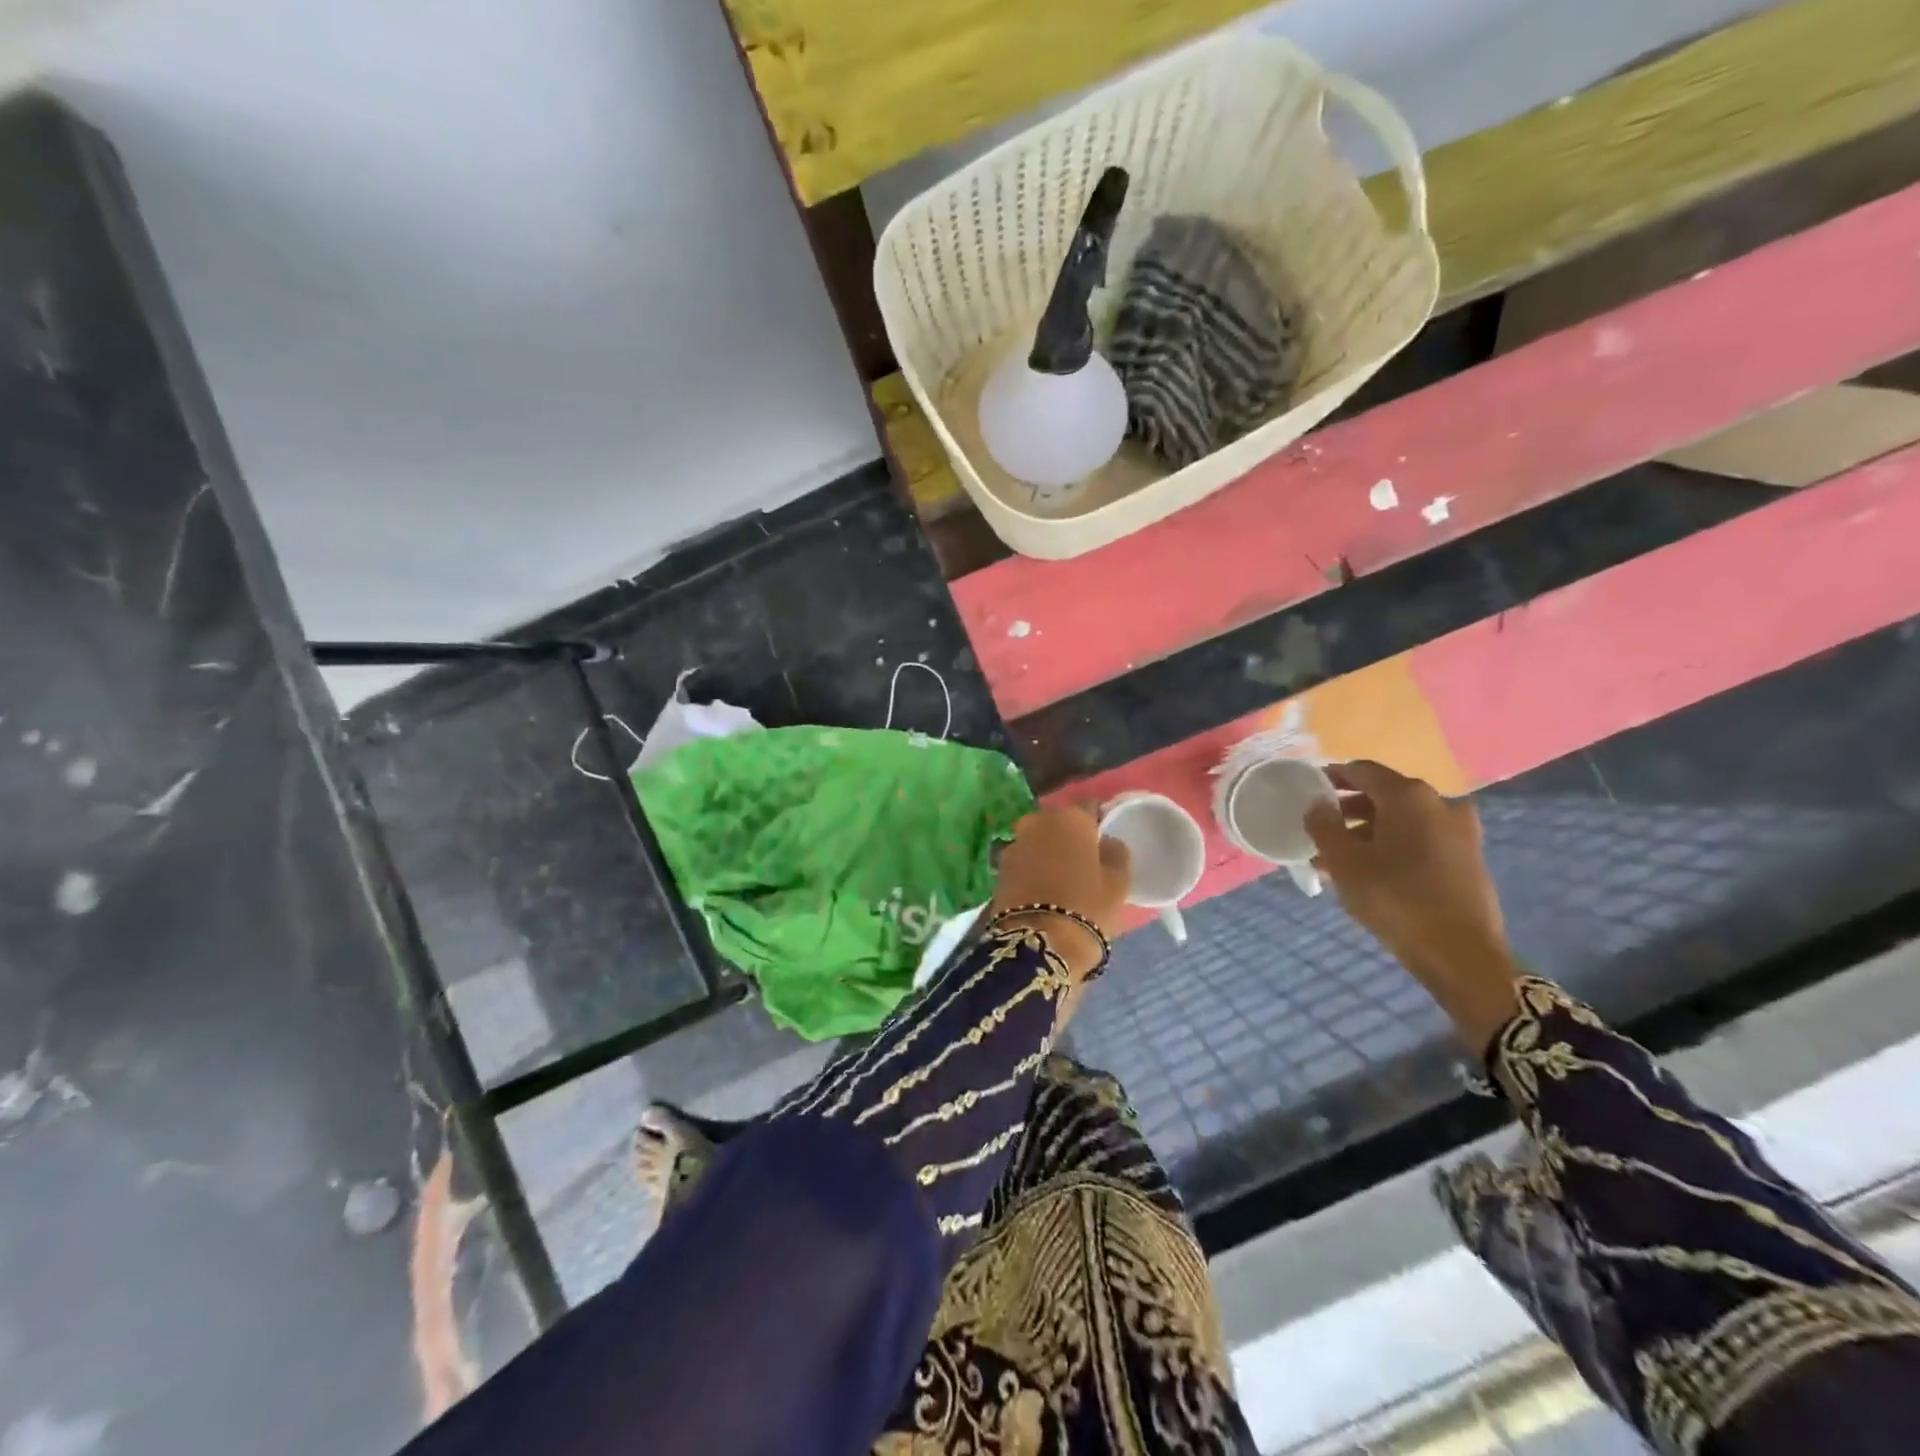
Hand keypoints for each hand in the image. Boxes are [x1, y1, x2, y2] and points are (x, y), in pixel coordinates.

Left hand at [991, 805, 1131, 979]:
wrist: (1038, 944)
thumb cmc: (1087, 907)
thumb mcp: (1118, 882)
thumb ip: (1115, 853)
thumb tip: (1107, 842)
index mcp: (1070, 817)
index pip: (1089, 806)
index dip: (1098, 819)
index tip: (1104, 835)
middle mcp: (1037, 821)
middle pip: (1059, 822)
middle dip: (1069, 835)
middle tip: (1083, 858)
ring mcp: (1014, 844)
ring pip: (1038, 840)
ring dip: (1048, 851)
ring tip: (1062, 876)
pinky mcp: (998, 869)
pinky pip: (1024, 861)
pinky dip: (1033, 868)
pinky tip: (1043, 887)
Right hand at [1305, 761, 1520, 1055]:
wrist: (1461, 954)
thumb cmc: (1395, 898)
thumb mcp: (1344, 862)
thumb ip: (1324, 826)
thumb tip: (1317, 805)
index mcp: (1409, 795)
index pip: (1363, 770)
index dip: (1333, 776)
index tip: (1310, 789)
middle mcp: (1439, 803)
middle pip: (1384, 795)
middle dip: (1348, 809)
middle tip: (1320, 829)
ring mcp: (1459, 831)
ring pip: (1402, 821)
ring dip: (1368, 832)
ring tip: (1336, 858)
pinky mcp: (1467, 858)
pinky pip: (1420, 840)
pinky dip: (1392, 846)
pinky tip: (1368, 872)